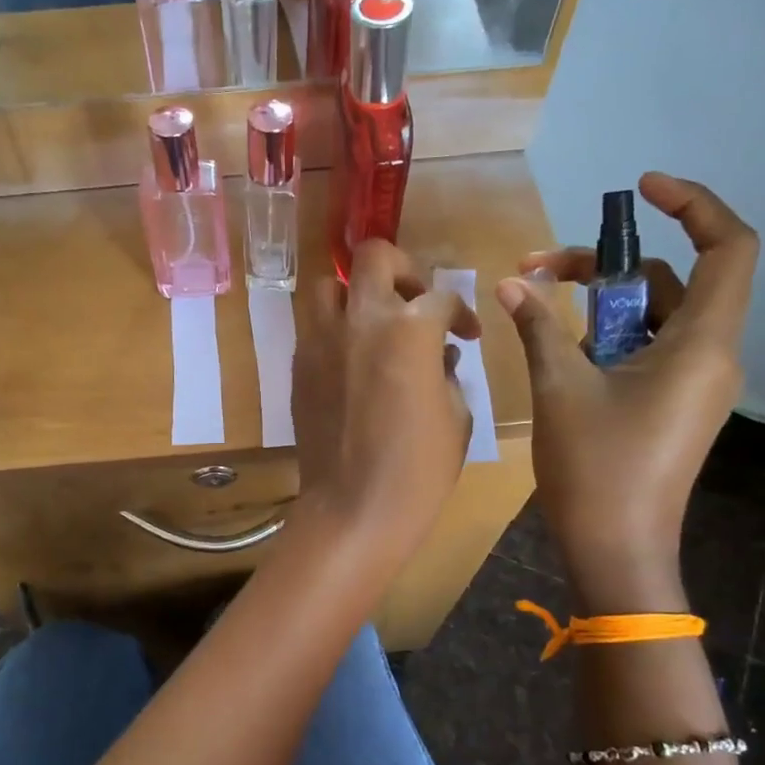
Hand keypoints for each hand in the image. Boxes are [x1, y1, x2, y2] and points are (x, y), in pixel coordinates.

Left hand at [293, 240, 481, 564]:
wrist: (354, 508)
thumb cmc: (418, 469)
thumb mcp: (456, 416)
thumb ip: (447, 371)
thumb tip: (437, 354)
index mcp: (409, 329)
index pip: (440, 297)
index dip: (460, 312)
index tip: (466, 334)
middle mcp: (360, 320)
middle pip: (374, 257)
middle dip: (403, 269)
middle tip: (415, 300)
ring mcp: (321, 341)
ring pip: (329, 286)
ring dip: (355, 295)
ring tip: (374, 324)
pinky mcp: (299, 366)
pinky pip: (314, 328)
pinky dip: (334, 331)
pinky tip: (353, 361)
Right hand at [494, 174, 758, 609]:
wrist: (616, 549)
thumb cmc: (595, 468)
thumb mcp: (560, 388)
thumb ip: (539, 327)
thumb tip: (511, 284)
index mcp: (701, 344)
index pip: (727, 247)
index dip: (693, 205)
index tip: (640, 190)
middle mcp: (712, 356)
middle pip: (672, 281)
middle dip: (606, 264)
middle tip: (538, 267)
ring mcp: (695, 384)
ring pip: (655, 316)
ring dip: (599, 302)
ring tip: (538, 307)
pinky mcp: (675, 404)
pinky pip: (649, 349)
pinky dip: (609, 336)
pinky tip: (561, 350)